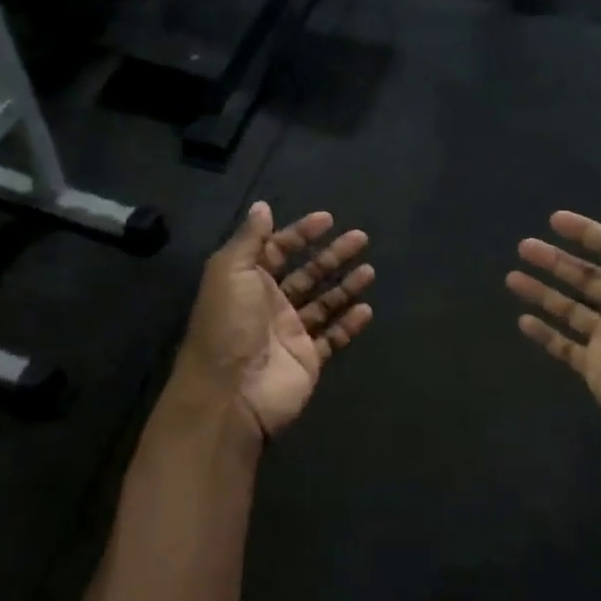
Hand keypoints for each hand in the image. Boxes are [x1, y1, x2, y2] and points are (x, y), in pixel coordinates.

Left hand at [176, 202, 374, 438]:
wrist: (231, 393)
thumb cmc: (229, 324)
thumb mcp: (230, 270)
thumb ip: (250, 239)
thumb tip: (262, 207)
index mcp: (247, 281)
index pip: (277, 249)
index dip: (300, 233)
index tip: (328, 218)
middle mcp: (269, 304)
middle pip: (307, 274)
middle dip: (332, 255)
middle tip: (360, 238)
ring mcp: (290, 333)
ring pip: (323, 303)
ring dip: (346, 286)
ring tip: (370, 270)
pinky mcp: (307, 359)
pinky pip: (333, 337)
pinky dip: (349, 324)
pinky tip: (367, 309)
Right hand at [505, 192, 600, 457]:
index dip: (587, 233)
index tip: (555, 220)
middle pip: (586, 278)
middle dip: (556, 261)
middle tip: (524, 247)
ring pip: (570, 308)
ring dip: (543, 292)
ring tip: (511, 278)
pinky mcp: (595, 367)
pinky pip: (564, 345)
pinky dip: (544, 333)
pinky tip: (522, 320)